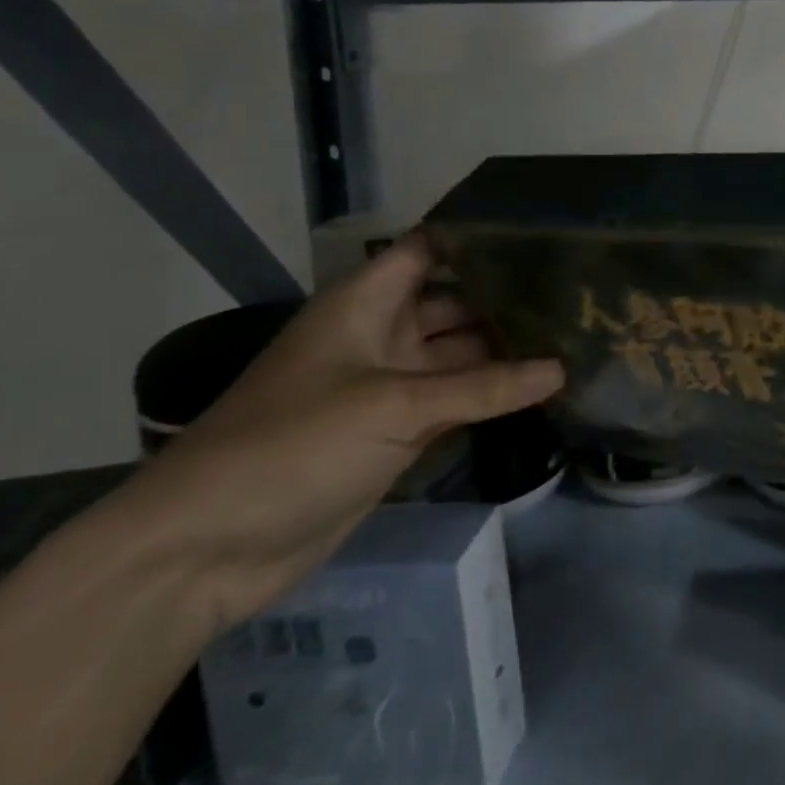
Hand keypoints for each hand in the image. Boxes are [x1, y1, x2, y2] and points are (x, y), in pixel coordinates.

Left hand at [102, 234, 562, 634]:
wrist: (203, 552)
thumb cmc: (290, 447)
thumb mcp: (393, 408)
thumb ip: (484, 387)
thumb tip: (564, 368)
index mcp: (367, 304)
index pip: (431, 248)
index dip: (481, 236)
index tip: (546, 232)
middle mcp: (383, 334)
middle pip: (457, 301)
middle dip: (510, 296)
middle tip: (581, 289)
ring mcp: (392, 385)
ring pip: (464, 354)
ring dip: (509, 348)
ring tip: (577, 333)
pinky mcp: (399, 431)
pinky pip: (460, 400)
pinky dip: (497, 394)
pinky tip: (548, 384)